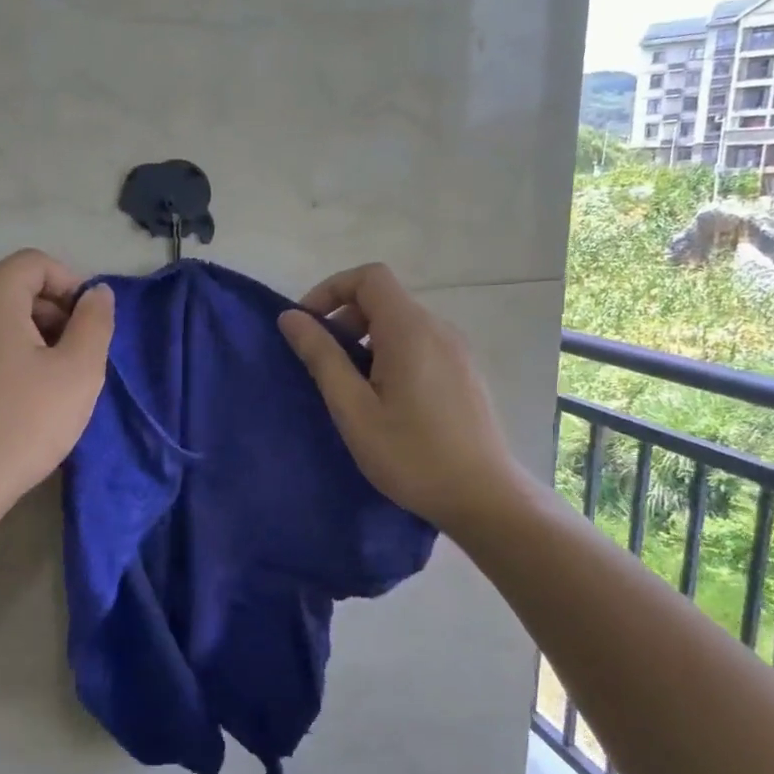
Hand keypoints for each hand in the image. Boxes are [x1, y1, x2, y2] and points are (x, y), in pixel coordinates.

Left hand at [0, 250, 114, 520]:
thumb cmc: (24, 424)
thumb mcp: (80, 372)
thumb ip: (95, 321)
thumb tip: (97, 293)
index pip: (36, 264)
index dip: (71, 287)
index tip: (87, 328)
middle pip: (7, 288)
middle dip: (44, 313)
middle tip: (67, 358)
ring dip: (14, 335)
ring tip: (34, 381)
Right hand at [279, 263, 514, 531]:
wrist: (483, 497)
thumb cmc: (410, 455)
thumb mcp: (353, 409)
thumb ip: (322, 357)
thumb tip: (291, 317)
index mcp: (409, 330)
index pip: (369, 277)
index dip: (331, 290)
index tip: (308, 326)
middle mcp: (438, 328)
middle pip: (385, 298)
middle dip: (345, 318)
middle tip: (322, 363)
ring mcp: (457, 350)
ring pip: (402, 323)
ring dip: (366, 339)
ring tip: (350, 387)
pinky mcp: (465, 372)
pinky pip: (421, 344)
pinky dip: (391, 353)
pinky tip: (385, 400)